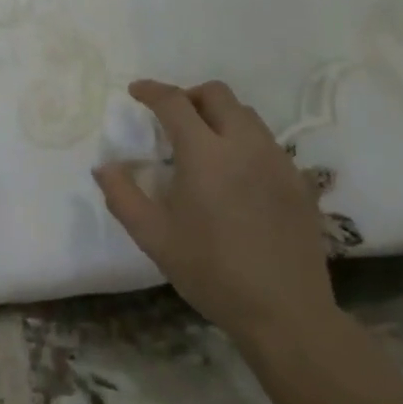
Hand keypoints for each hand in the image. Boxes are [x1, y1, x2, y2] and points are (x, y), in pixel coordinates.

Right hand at [94, 79, 338, 341]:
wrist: (285, 313)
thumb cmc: (211, 272)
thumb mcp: (154, 238)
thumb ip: (122, 196)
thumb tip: (104, 166)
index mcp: (205, 153)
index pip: (174, 102)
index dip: (151, 90)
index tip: (136, 91)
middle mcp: (244, 144)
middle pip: (216, 94)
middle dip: (189, 96)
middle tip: (172, 118)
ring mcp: (277, 160)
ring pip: (246, 114)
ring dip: (219, 115)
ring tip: (204, 143)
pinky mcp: (299, 180)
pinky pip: (268, 141)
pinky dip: (244, 140)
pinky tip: (236, 173)